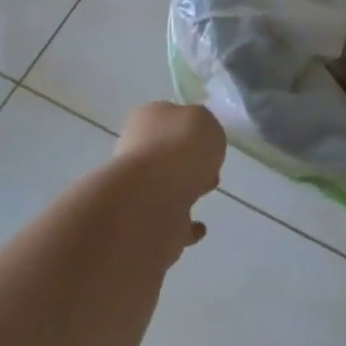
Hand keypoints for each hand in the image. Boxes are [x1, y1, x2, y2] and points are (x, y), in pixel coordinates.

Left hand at [115, 102, 225, 251]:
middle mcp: (136, 151)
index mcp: (147, 119)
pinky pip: (169, 223)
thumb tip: (197, 139)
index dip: (189, 129)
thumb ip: (202, 126)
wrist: (155, 197)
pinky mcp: (144, 222)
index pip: (167, 118)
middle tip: (210, 168)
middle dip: (188, 162)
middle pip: (164, 154)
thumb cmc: (181, 147)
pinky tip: (200, 227)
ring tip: (207, 191)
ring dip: (185, 190)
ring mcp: (137, 189)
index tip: (209, 141)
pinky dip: (185, 226)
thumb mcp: (203, 120)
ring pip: (165, 187)